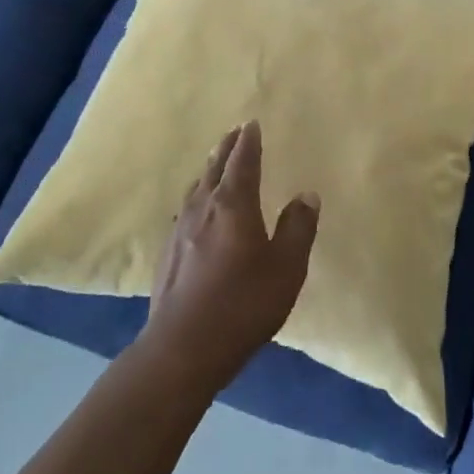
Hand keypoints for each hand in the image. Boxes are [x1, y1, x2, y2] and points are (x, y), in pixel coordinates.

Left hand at [141, 120, 319, 387]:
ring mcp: (180, 230)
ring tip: (216, 164)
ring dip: (209, 170)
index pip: (243, 162)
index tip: (251, 124)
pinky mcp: (167, 253)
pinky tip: (196, 211)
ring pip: (196, 188)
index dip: (249, 142)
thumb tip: (306, 195)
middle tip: (235, 133)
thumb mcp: (286, 269)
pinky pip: (185, 210)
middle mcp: (203, 208)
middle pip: (215, 168)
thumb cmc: (242, 305)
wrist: (181, 348)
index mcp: (233, 204)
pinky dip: (196, 197)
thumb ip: (298, 229)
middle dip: (226, 149)